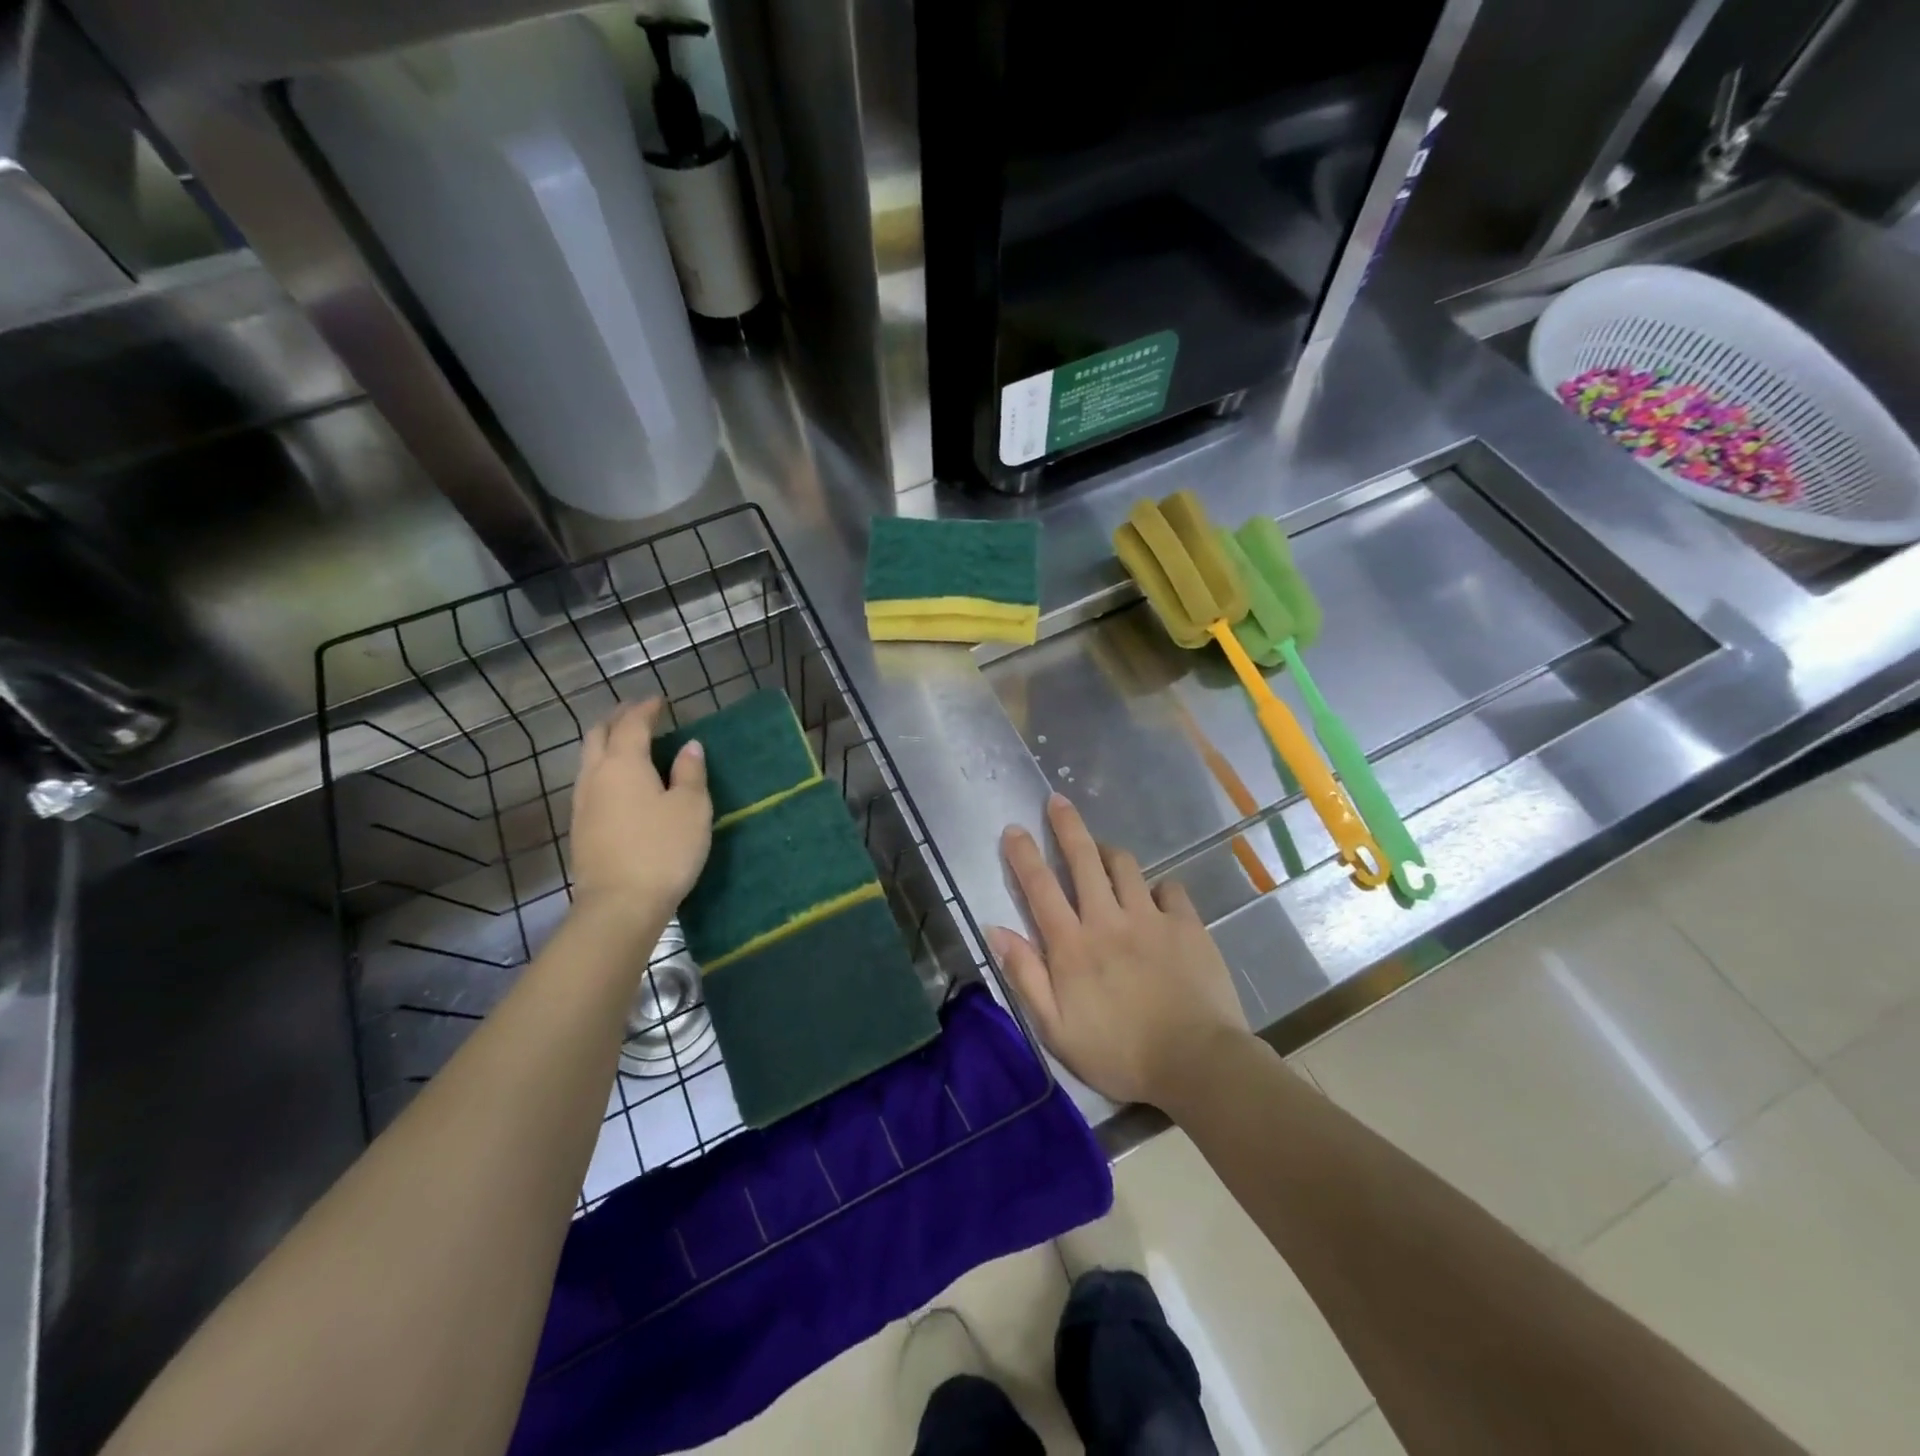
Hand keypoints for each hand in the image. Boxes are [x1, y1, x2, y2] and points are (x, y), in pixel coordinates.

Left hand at [569, 699, 711, 930]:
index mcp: (624, 764)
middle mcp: (596, 776)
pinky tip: (618, 781)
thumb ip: (690, 773)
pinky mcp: (580, 828)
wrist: (619, 905)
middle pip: (598, 735)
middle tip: (637, 713)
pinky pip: (589, 782)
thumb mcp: (691, 808)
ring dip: (606, 743)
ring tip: (625, 742)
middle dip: (617, 719)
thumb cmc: (663, 850)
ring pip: (588, 759)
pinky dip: (603, 768)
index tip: (659, 700)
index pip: (632, 724)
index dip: (646, 708)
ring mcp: (583, 803)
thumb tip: (689, 747)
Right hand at [988, 794, 1249, 1107]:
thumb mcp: (1055, 1029)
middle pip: (1083, 859)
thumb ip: (1025, 976)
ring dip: (1108, 852)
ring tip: (1102, 852)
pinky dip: (1156, 887)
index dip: (1023, 855)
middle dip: (1066, 826)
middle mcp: (1107, 919)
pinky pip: (1169, 888)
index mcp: (1072, 945)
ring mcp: (1150, 918)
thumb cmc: (1119, 1054)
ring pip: (1125, 866)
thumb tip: (996, 929)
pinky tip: (1154, 897)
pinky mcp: (1187, 925)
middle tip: (1057, 801)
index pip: (1040, 888)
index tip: (1013, 829)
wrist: (1197, 1063)